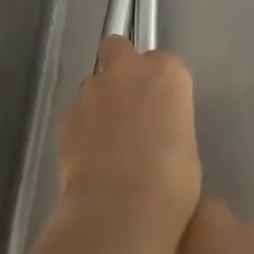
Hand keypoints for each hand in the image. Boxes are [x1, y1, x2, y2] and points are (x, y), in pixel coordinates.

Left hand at [56, 36, 201, 253]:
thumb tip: (155, 136)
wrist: (121, 205)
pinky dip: (83, 128)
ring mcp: (94, 88)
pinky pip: (78, 114)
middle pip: (119, 48)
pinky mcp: (68, 114)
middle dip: (120, 66)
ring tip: (106, 140)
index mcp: (168, 73)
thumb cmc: (171, 181)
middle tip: (126, 102)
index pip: (166, 63)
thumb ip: (168, 125)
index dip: (161, 86)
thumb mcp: (185, 147)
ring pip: (95, 83)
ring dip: (100, 101)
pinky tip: (90, 158)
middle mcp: (129, 70)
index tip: (162, 109)